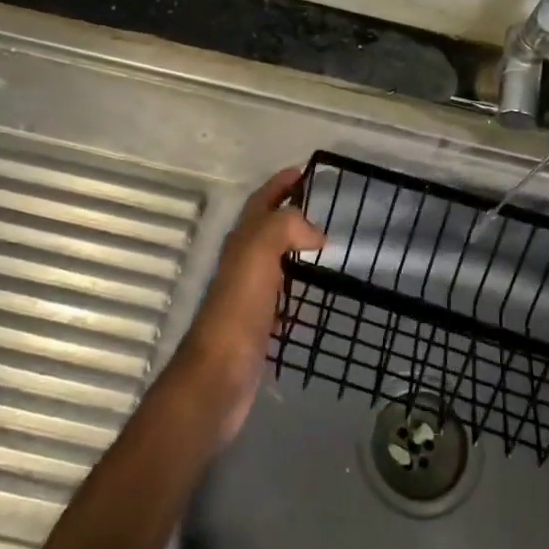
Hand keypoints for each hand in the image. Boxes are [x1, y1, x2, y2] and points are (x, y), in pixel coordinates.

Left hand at [170, 167, 323, 441]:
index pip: (262, 202)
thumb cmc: (238, 311)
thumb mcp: (257, 254)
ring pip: (276, 262)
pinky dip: (301, 290)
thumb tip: (315, 232)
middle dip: (292, 213)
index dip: (280, 184)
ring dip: (298, 250)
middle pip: (268, 228)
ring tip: (329, 247)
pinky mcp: (260, 326)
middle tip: (326, 208)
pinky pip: (284, 298)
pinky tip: (318, 298)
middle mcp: (243, 264)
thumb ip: (283, 228)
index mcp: (241, 242)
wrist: (219, 377)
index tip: (305, 171)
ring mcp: (250, 296)